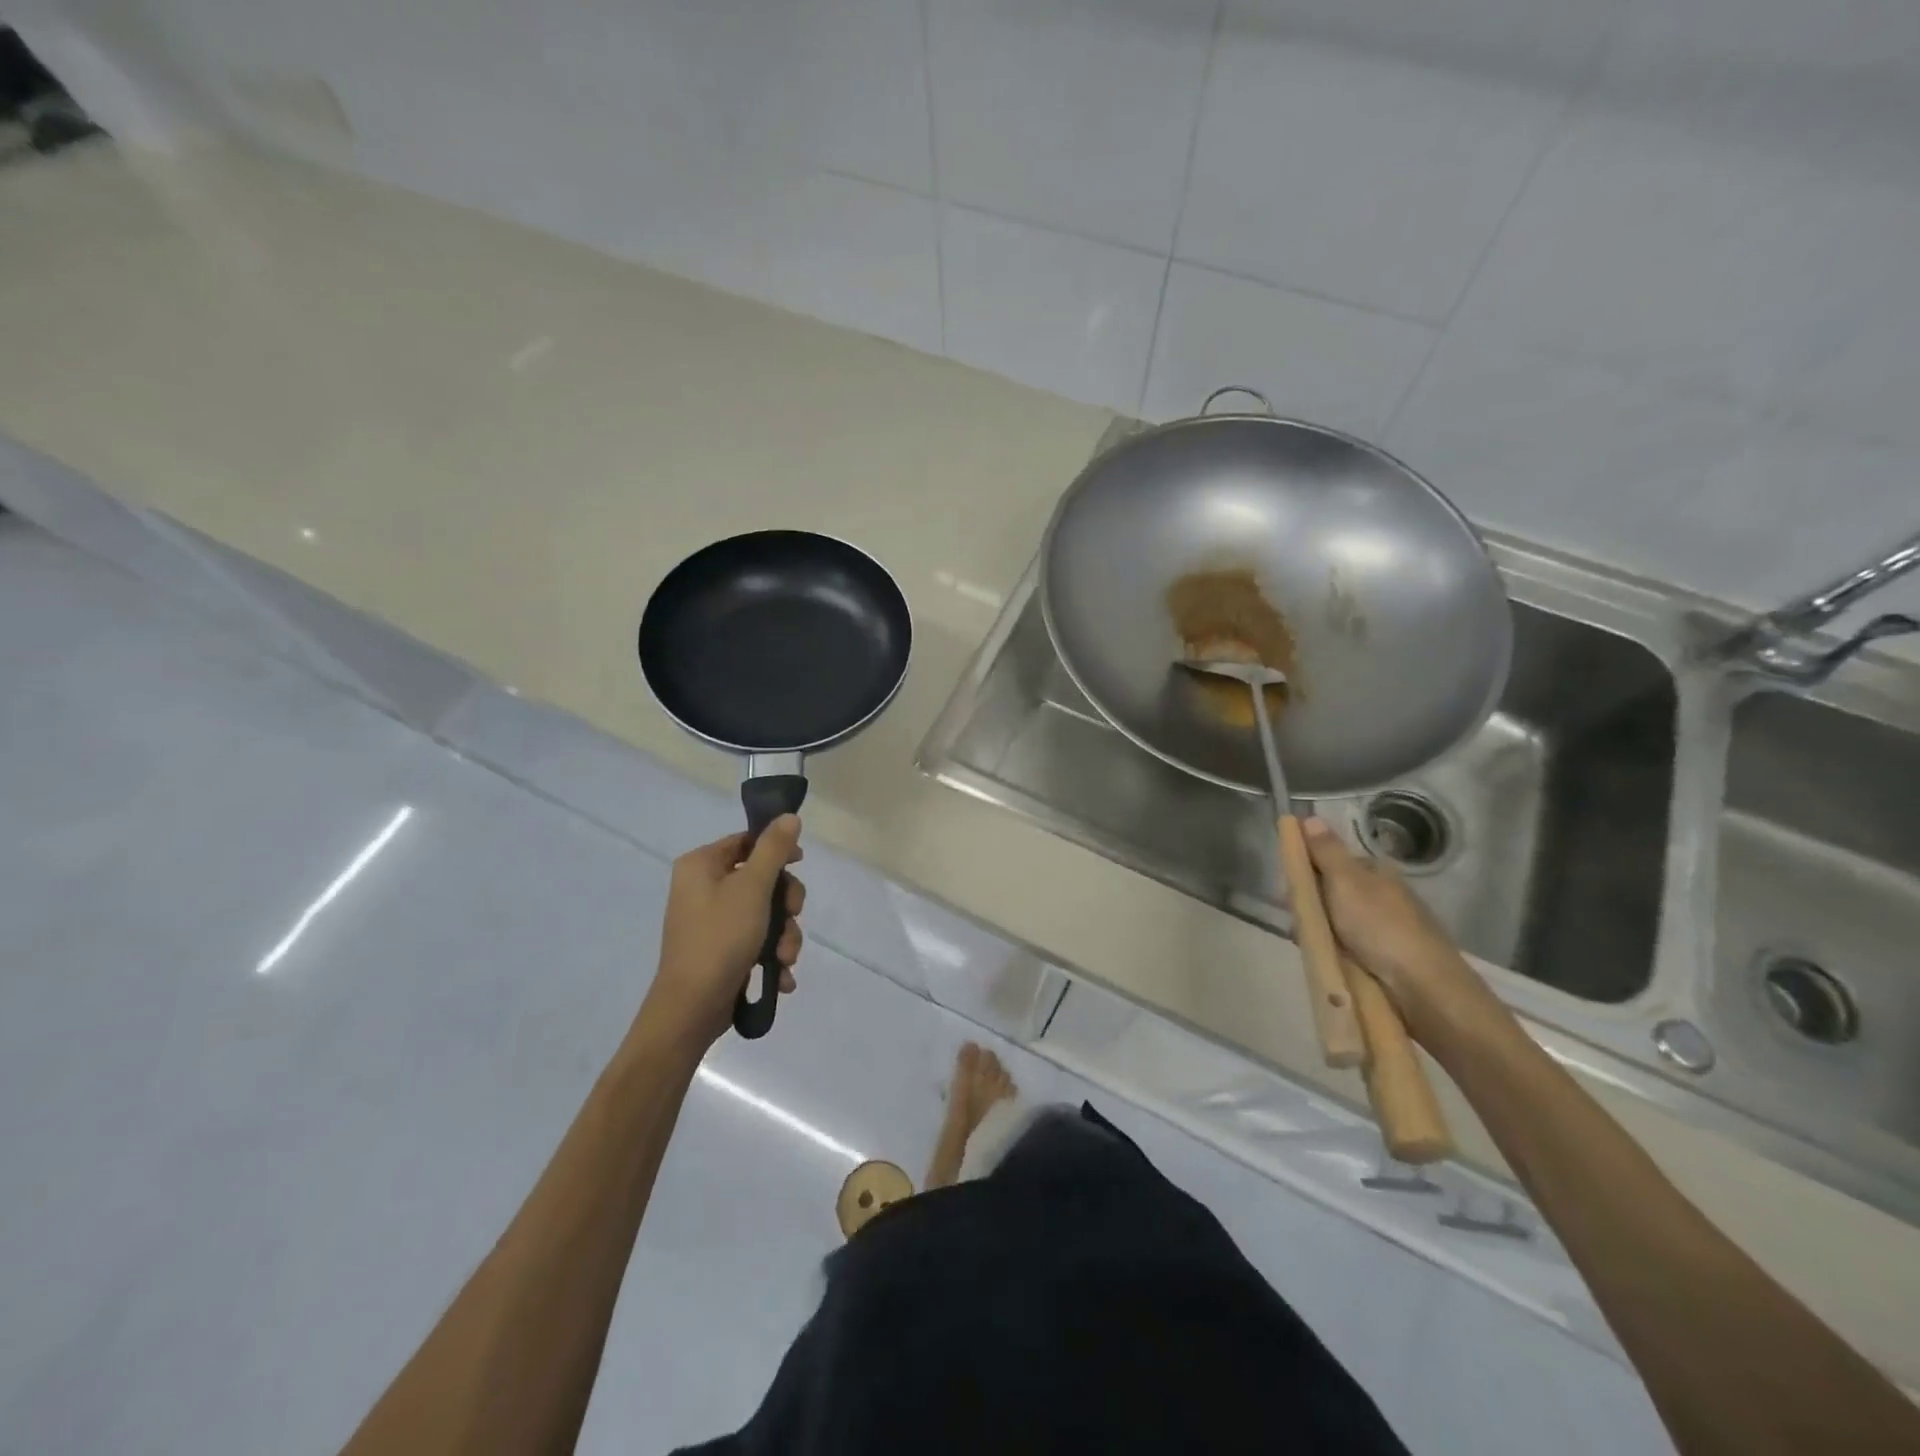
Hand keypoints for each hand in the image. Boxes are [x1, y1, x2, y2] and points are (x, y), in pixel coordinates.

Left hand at [641, 816, 805, 1047]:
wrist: (691, 1009)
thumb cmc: (720, 938)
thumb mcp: (752, 888)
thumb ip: (774, 849)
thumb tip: (789, 817)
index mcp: (701, 865)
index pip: (746, 841)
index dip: (777, 850)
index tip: (800, 864)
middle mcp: (702, 888)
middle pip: (761, 879)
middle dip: (785, 904)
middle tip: (792, 916)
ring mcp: (712, 921)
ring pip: (764, 913)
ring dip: (784, 935)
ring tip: (785, 958)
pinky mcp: (721, 950)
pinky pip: (756, 939)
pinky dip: (772, 954)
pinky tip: (781, 974)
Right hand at [1300, 817, 1506, 1050]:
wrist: (1423, 989)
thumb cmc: (1381, 927)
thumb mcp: (1346, 881)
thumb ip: (1326, 851)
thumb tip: (1310, 816)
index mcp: (1376, 871)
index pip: (1331, 860)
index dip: (1306, 869)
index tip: (1288, 888)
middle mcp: (1382, 895)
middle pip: (1331, 891)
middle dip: (1310, 904)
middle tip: (1299, 920)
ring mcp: (1385, 927)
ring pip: (1336, 921)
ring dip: (1319, 930)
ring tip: (1309, 944)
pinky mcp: (1386, 957)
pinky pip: (1347, 947)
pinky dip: (1334, 951)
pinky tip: (1327, 959)